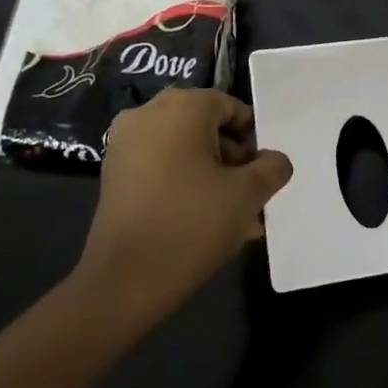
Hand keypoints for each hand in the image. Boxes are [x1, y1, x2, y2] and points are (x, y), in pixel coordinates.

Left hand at [71, 89, 292, 319]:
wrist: (125, 281)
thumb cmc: (193, 223)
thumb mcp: (249, 194)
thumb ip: (272, 167)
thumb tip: (274, 161)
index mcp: (182, 107)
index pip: (230, 107)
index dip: (253, 137)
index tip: (263, 171)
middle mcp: (148, 114)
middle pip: (206, 127)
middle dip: (233, 159)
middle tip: (252, 194)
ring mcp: (125, 144)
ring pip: (184, 150)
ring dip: (212, 176)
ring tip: (236, 217)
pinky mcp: (113, 174)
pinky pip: (161, 166)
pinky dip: (185, 184)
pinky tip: (206, 220)